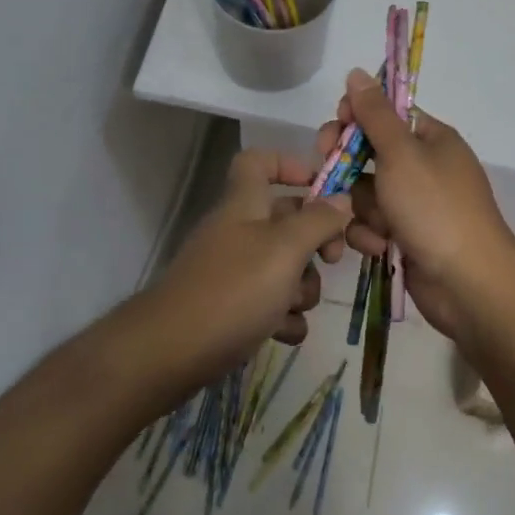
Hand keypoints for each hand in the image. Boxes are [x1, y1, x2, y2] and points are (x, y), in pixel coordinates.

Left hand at [141, 150, 349, 389]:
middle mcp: (238, 230)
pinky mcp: (231, 308)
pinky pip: (270, 303)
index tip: (322, 187)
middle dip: (315, 241)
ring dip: (301, 287)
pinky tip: (284, 333)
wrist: (171, 353)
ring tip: (295, 306)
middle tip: (332, 260)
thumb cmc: (233, 289)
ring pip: (283, 265)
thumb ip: (318, 221)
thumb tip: (342, 200)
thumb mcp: (285, 249)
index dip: (289, 164)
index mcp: (245, 203)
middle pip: (285, 219)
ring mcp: (233, 270)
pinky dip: (283, 317)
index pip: (259, 161)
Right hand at [317, 68, 514, 340]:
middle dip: (347, 166)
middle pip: (369, 153)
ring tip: (372, 225)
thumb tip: (356, 72)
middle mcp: (423, 166)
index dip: (356, 118)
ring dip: (360, 208)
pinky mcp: (405, 237)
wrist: (469, 284)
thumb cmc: (435, 208)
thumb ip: (374, 113)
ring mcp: (415, 204)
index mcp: (430, 138)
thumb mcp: (401, 153)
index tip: (335, 128)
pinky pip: (373, 224)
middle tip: (327, 173)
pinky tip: (378, 247)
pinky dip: (371, 235)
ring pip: (365, 192)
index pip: (385, 114)